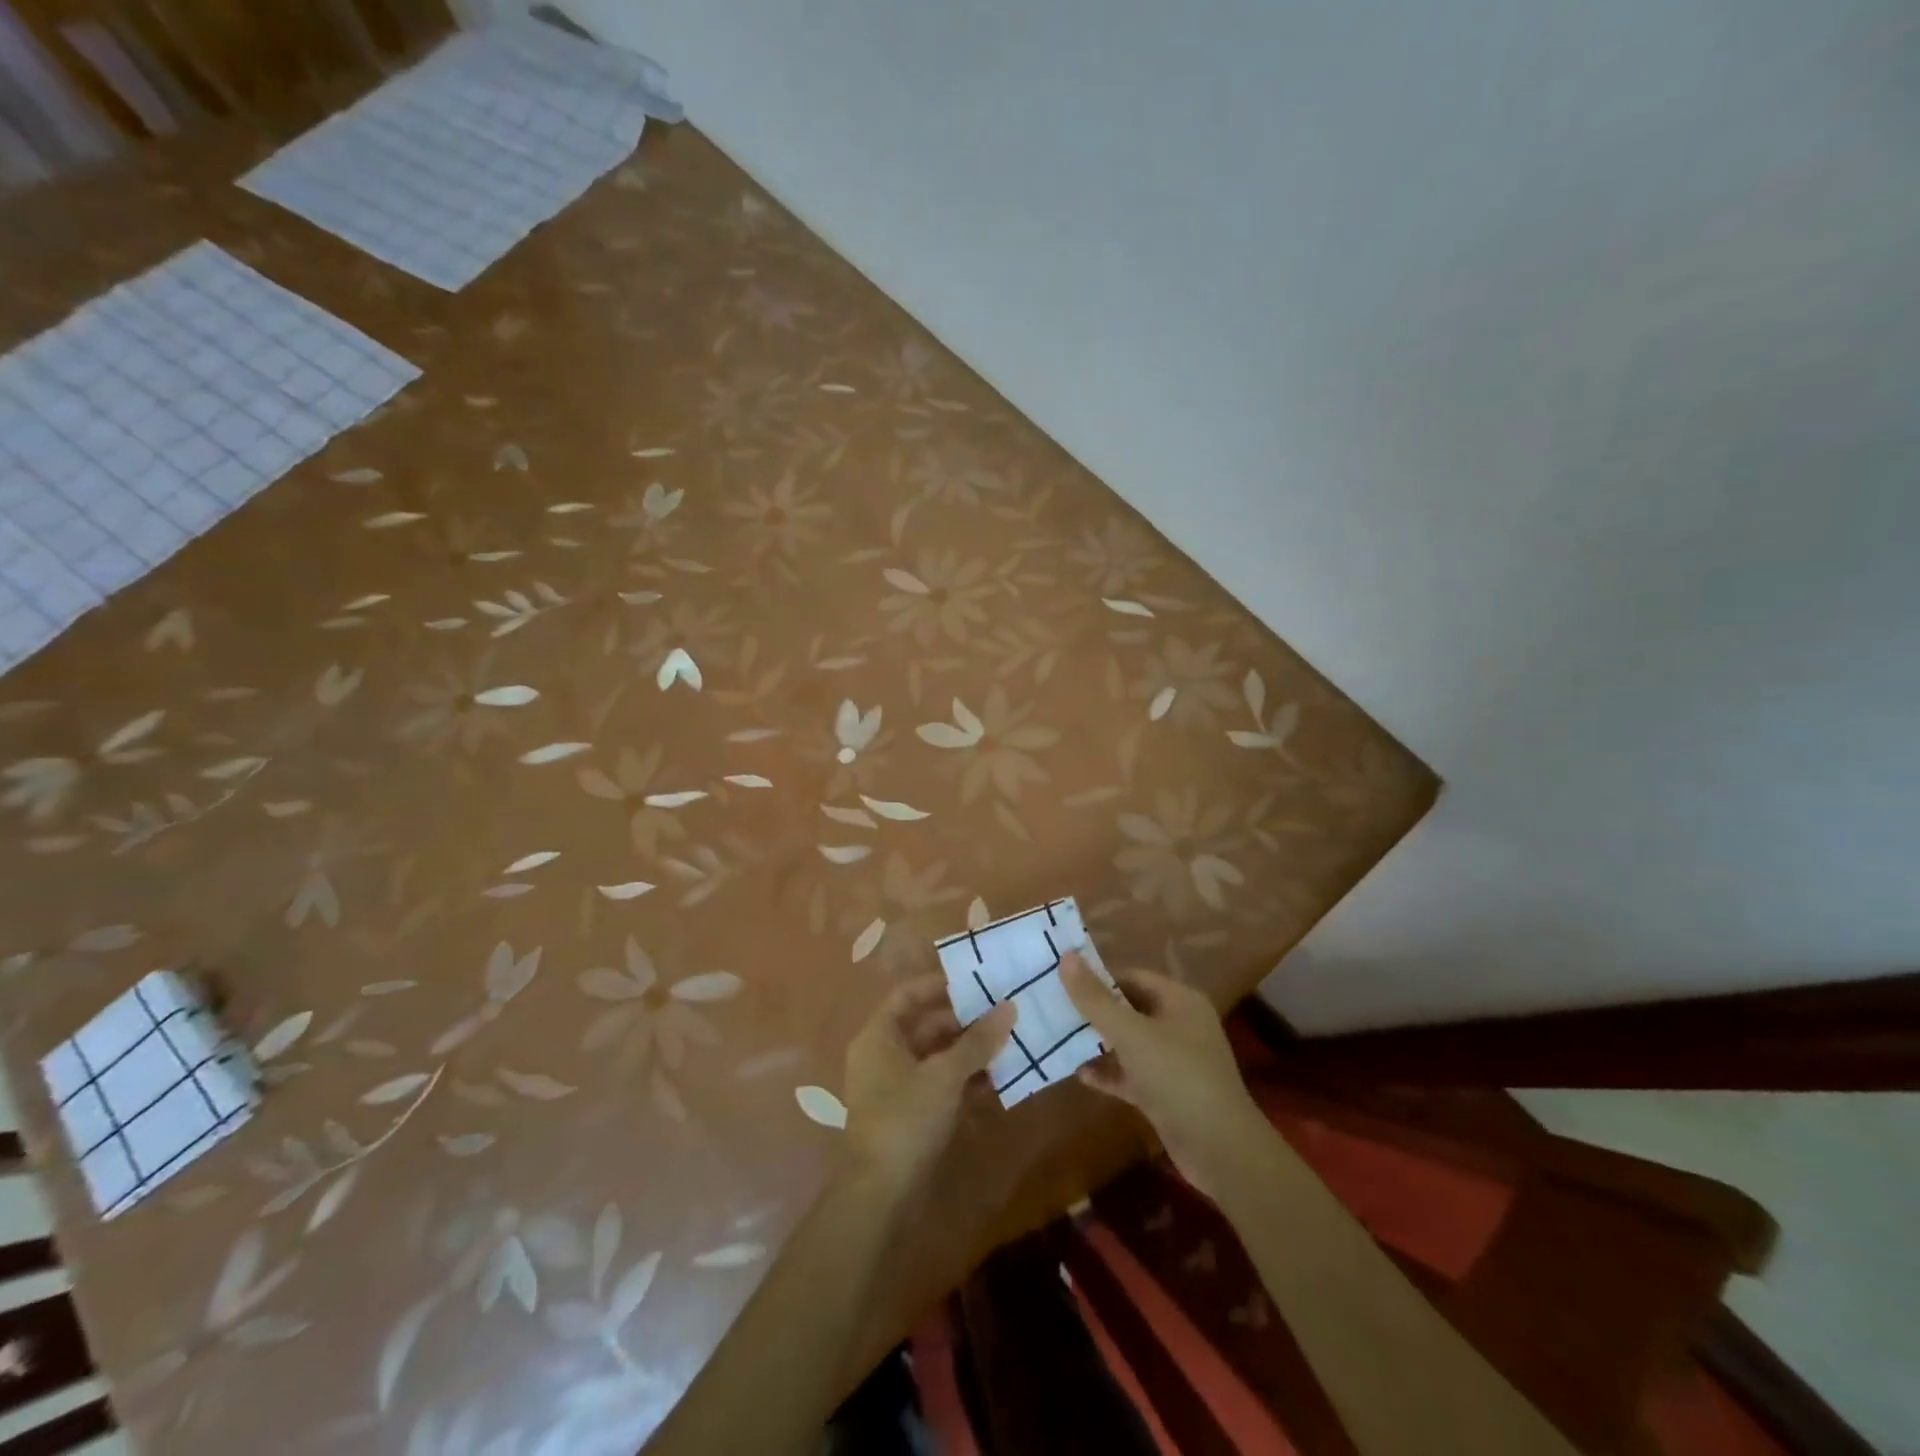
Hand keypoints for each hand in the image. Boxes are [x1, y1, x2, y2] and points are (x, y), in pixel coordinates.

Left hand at [842, 974, 1014, 1188]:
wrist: (882, 1194)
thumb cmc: (906, 1119)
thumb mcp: (945, 1075)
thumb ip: (977, 1041)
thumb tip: (1009, 1007)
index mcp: (878, 1036)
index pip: (908, 994)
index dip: (940, 985)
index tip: (976, 981)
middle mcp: (882, 1054)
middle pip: (925, 1025)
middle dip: (963, 1020)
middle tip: (1001, 1013)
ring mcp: (894, 1086)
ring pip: (935, 1056)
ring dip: (968, 1051)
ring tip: (1007, 1043)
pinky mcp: (908, 1113)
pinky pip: (938, 1083)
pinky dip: (963, 1079)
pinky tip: (997, 1079)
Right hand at [1061, 953, 1266, 1194]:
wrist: (1220, 1149)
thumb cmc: (1177, 1077)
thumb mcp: (1131, 1033)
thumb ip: (1095, 998)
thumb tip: (1065, 956)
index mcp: (1179, 1001)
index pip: (1132, 977)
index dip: (1099, 978)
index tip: (1063, 984)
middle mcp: (1180, 1025)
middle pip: (1130, 1009)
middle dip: (1095, 1011)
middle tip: (1056, 1010)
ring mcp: (1175, 1062)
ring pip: (1130, 1043)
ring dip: (1099, 1043)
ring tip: (1061, 1039)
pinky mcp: (1168, 1093)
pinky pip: (1133, 1075)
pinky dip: (1110, 1073)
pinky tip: (1081, 1075)